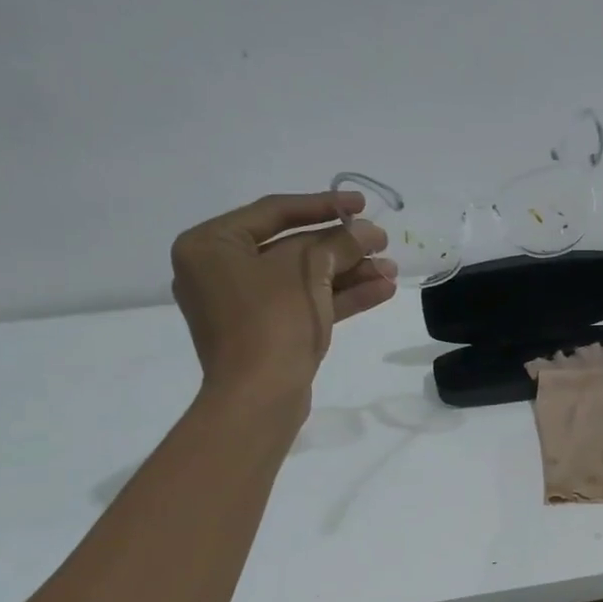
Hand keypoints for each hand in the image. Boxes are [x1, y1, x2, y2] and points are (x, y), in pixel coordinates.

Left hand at [170, 192, 395, 411]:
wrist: (259, 398)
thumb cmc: (272, 322)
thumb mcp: (308, 271)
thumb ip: (339, 243)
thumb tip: (368, 232)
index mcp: (210, 245)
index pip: (274, 212)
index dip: (323, 205)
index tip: (361, 204)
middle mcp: (219, 270)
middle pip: (292, 247)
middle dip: (342, 247)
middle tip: (381, 241)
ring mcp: (242, 305)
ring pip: (303, 278)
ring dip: (349, 273)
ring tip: (391, 269)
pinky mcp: (264, 331)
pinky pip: (302, 303)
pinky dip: (339, 297)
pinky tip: (382, 291)